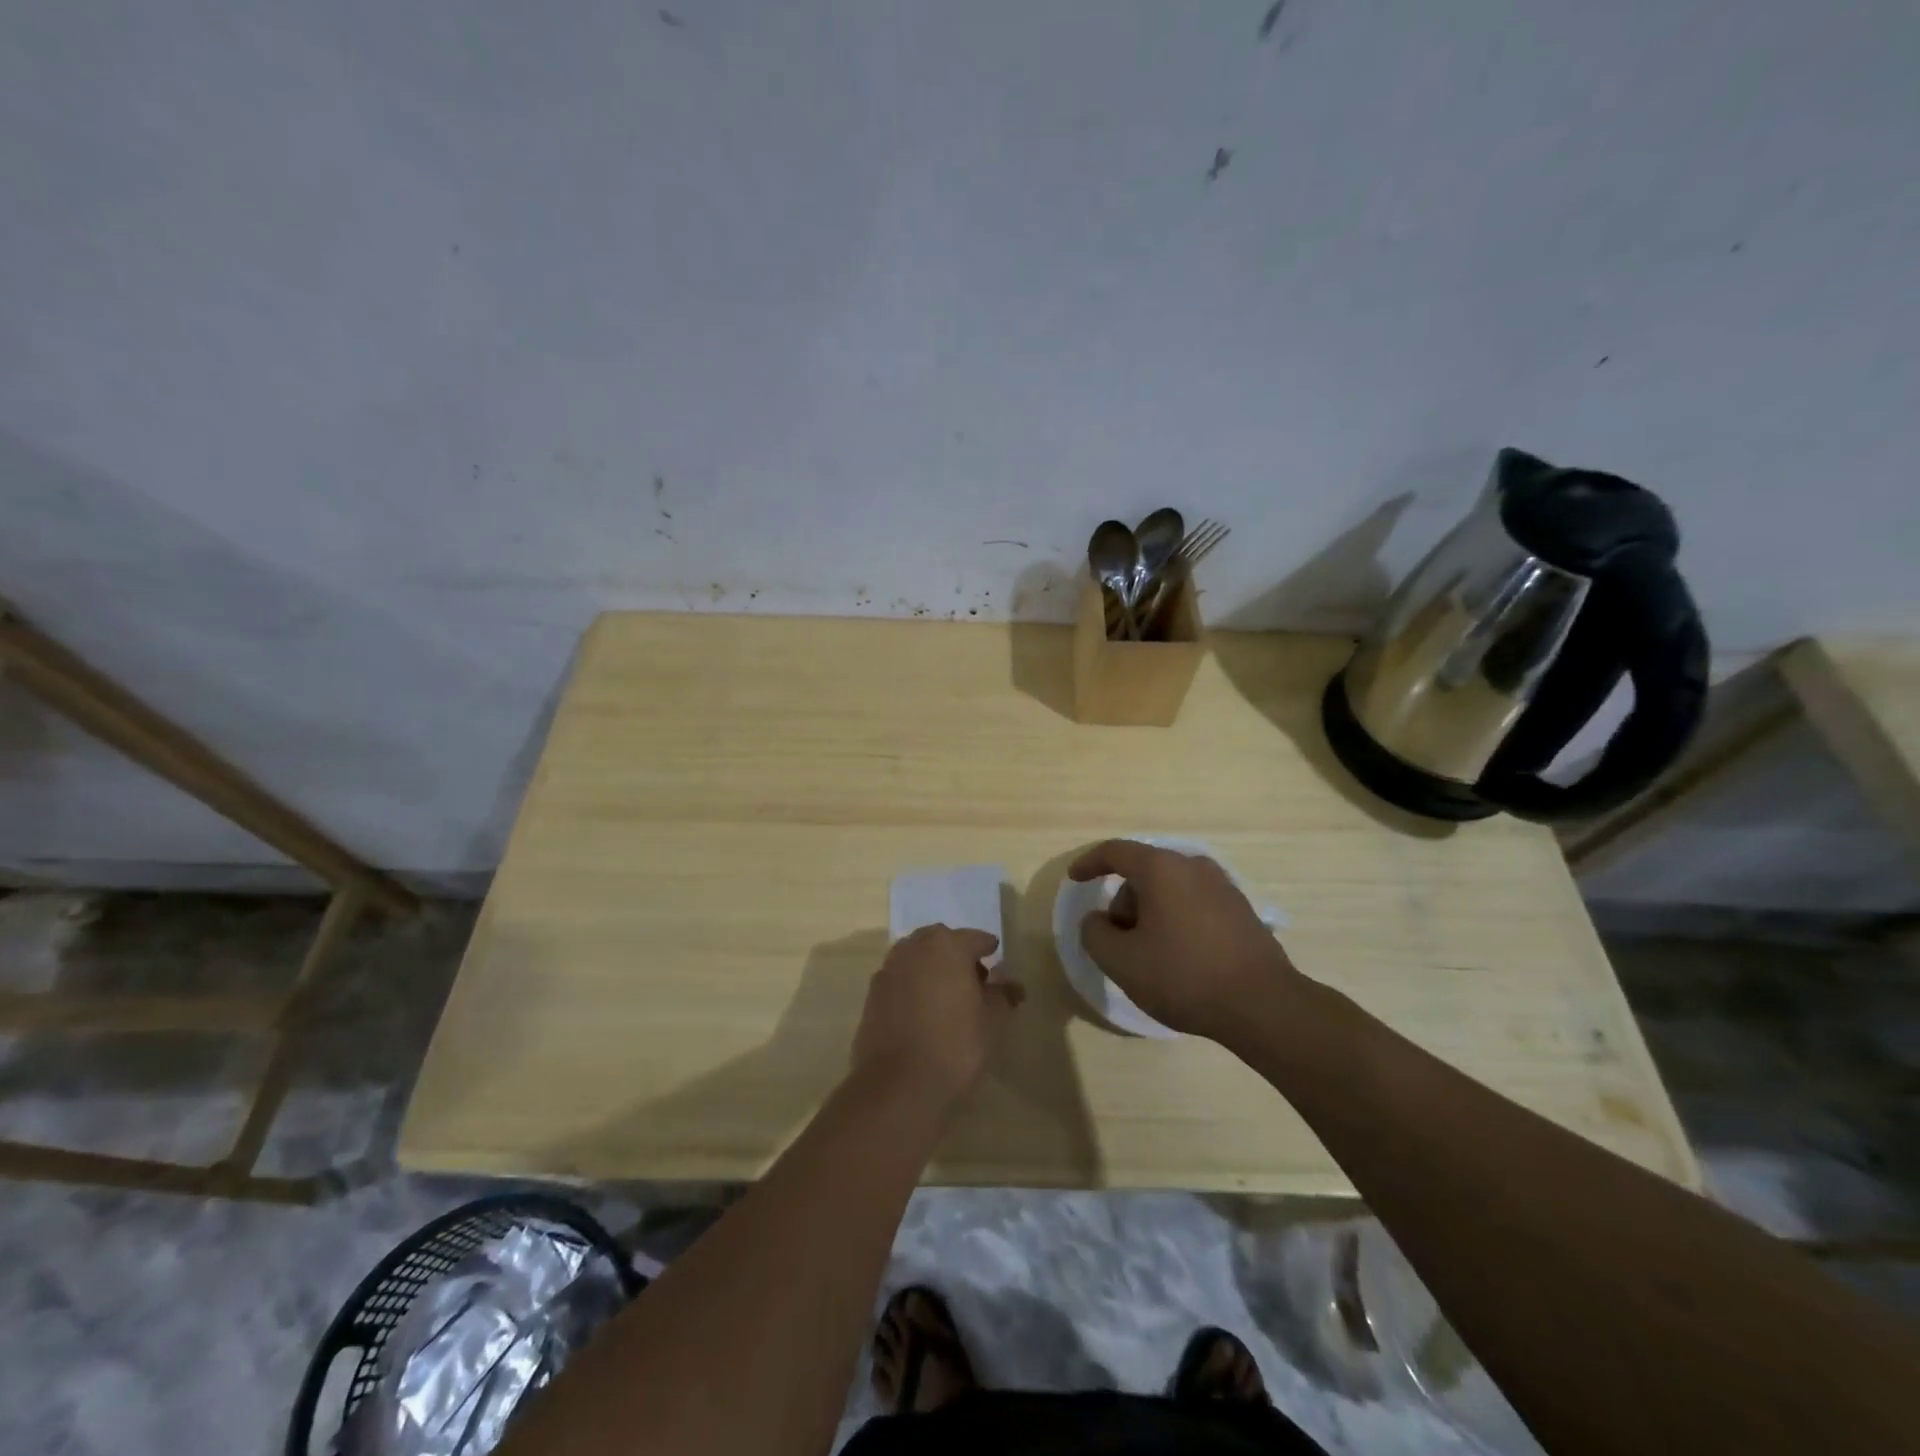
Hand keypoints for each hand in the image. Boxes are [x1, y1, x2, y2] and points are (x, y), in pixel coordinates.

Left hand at [852, 925, 1024, 1113]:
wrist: (897, 1085)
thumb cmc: (955, 1046)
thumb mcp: (992, 1021)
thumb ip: (1002, 995)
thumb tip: (1011, 983)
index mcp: (947, 946)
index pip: (975, 938)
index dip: (988, 949)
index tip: (996, 959)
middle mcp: (914, 948)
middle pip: (941, 941)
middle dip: (957, 954)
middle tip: (974, 979)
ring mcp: (889, 969)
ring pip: (917, 957)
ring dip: (933, 968)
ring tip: (948, 996)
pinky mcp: (873, 994)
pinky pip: (900, 979)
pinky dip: (913, 985)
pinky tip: (923, 1010)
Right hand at [1068, 840, 1300, 1041]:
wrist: (1263, 1005)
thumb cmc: (1183, 976)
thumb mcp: (1121, 961)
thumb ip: (1095, 933)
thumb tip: (1098, 920)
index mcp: (1161, 869)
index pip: (1115, 852)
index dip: (1089, 863)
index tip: (1075, 879)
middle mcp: (1193, 867)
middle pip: (1144, 872)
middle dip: (1123, 902)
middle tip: (1119, 942)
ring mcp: (1223, 886)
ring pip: (1170, 889)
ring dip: (1150, 914)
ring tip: (1151, 956)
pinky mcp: (1241, 910)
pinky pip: (1194, 904)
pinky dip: (1176, 921)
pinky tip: (1180, 959)